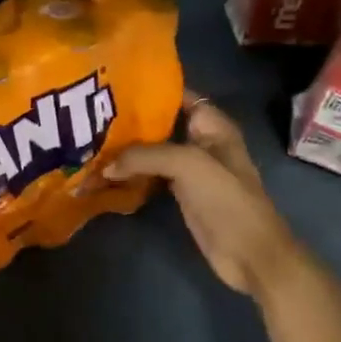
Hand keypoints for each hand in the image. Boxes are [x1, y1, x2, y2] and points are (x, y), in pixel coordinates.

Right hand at [105, 92, 293, 297]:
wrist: (249, 254)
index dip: (150, 89)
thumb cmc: (227, 200)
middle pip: (161, 123)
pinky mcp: (180, 193)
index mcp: (213, 126)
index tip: (113, 87)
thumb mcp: (188, 165)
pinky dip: (130, 173)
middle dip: (130, 120)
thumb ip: (145, 156)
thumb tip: (105, 166)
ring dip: (126, 149)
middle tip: (91, 118)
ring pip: (152, 150)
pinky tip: (104, 172)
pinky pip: (150, 175)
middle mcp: (200, 142)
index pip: (178, 95)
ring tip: (91, 142)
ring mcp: (190, 169)